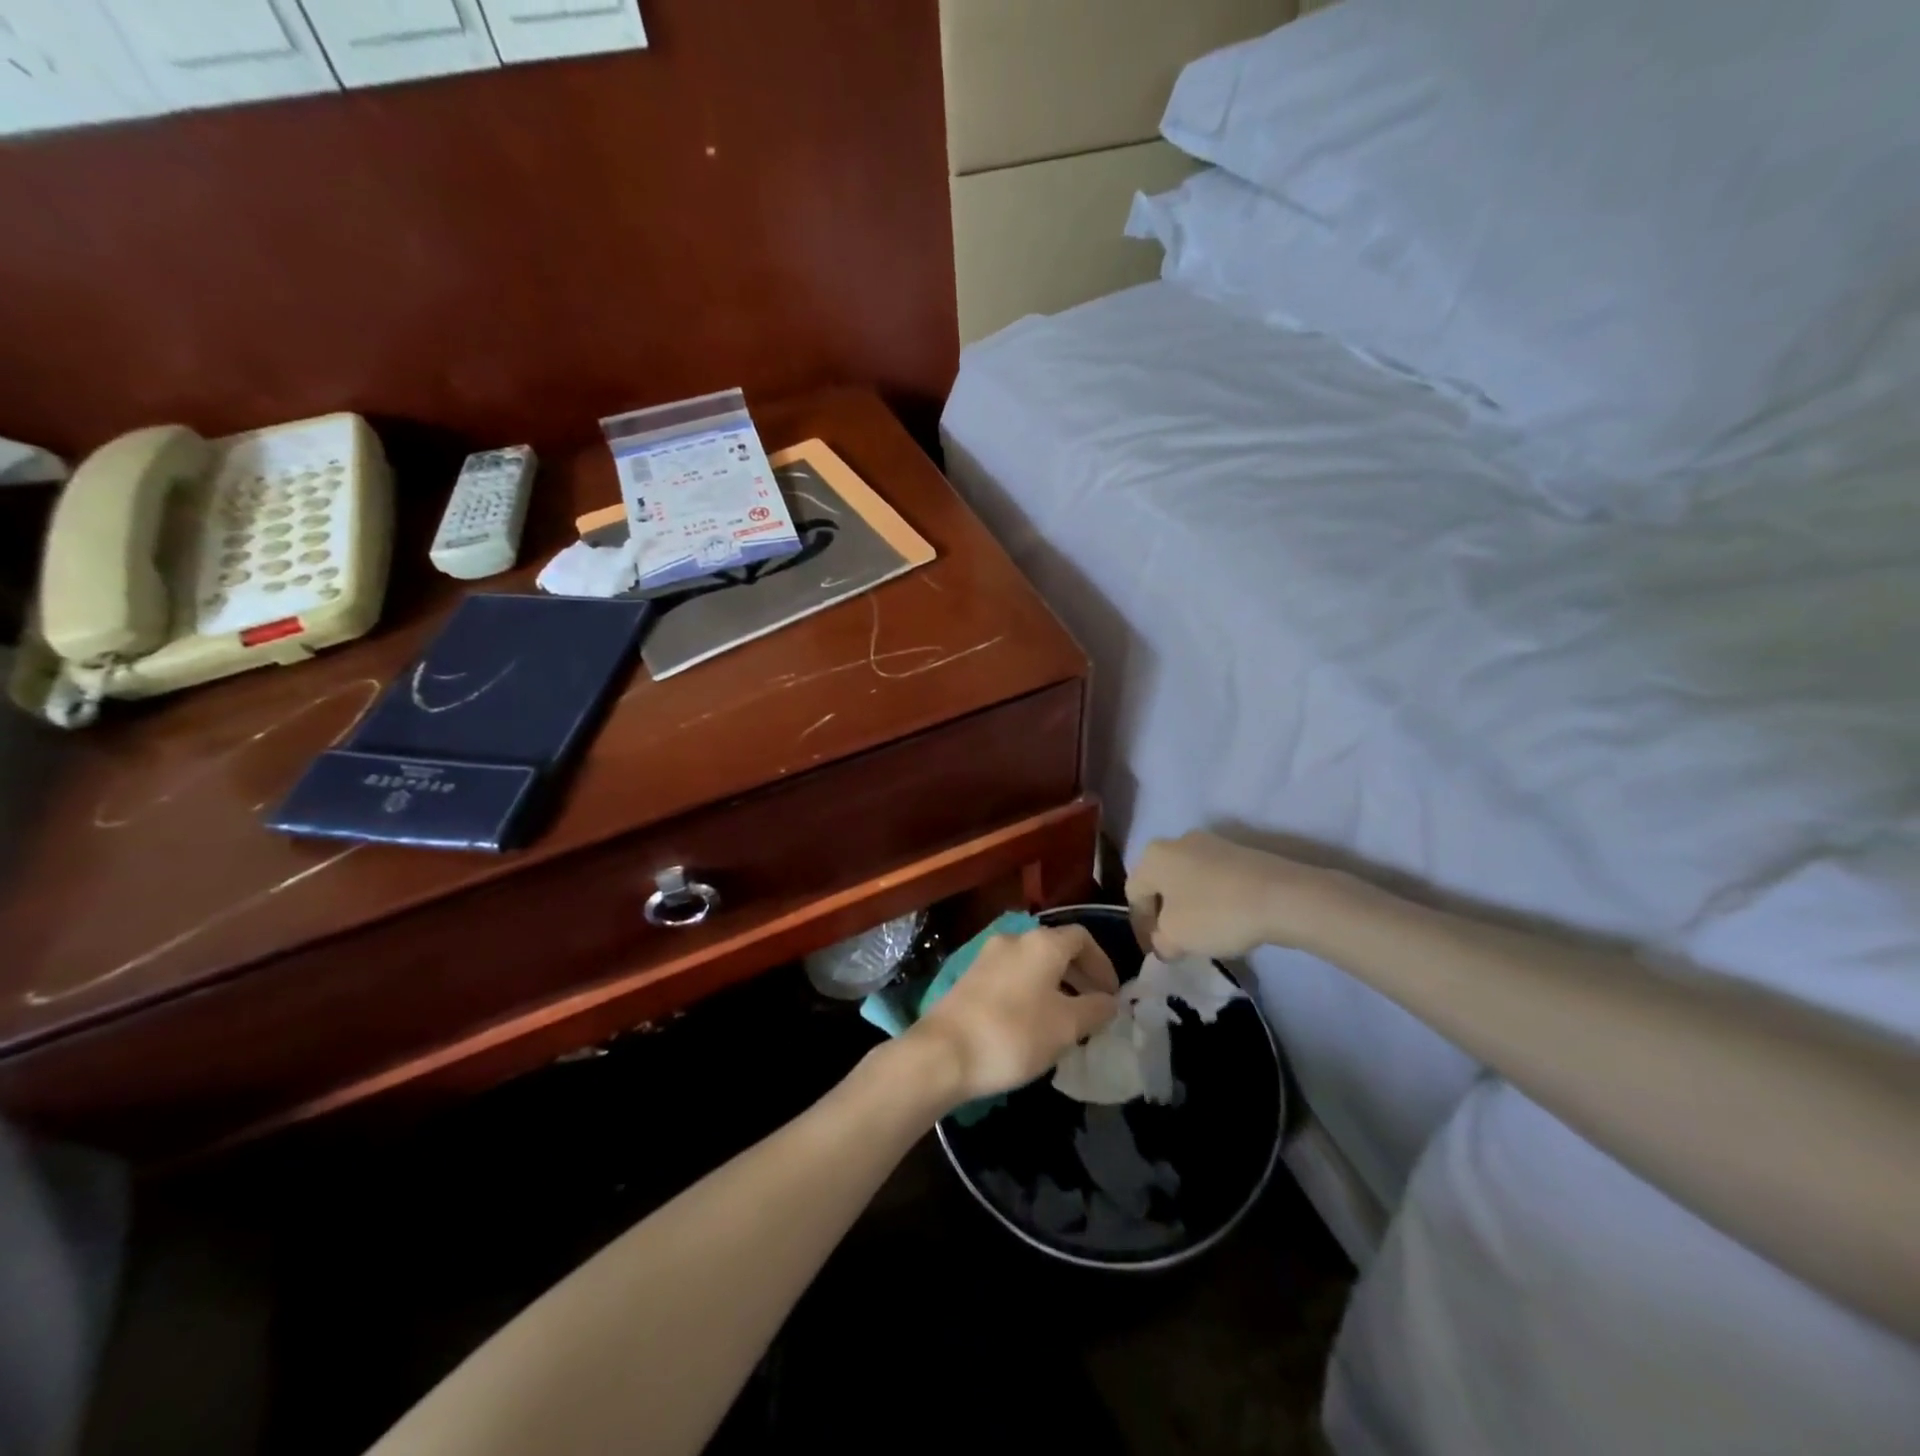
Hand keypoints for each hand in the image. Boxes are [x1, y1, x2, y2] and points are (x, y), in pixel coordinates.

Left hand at [909, 926, 1119, 1105]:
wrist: (944, 1052)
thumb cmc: (1014, 1034)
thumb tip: (1110, 1001)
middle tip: (1094, 1007)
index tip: (1112, 995)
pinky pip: (1012, 975)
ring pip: (1033, 963)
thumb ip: (1095, 1009)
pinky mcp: (970, 977)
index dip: (1103, 964)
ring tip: (1066, 1019)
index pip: (1082, 938)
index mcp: (1042, 943)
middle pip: (1056, 948)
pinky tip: (1033, 1022)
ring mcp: (987, 956)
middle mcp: (1015, 939)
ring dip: (1055, 984)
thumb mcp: (1066, 1026)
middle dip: (1080, 974)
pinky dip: (1031, 990)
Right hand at [1127, 831, 1332, 960]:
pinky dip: (1212, 898)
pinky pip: (1213, 878)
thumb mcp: (1176, 938)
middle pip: (1160, 882)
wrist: (1283, 896)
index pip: (1133, 893)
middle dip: (1163, 913)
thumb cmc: (1215, 913)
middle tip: (1174, 941)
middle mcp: (1177, 841)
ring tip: (1202, 933)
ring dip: (1188, 906)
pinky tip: (1226, 918)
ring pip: (1187, 879)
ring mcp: (1211, 843)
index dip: (1139, 926)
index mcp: (1153, 856)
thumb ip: (1161, 942)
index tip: (1155, 951)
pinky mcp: (1239, 852)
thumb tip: (1165, 942)